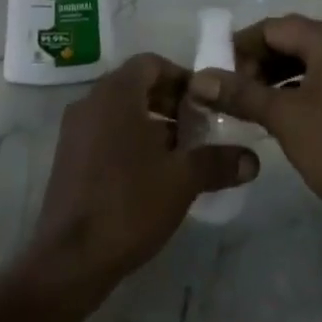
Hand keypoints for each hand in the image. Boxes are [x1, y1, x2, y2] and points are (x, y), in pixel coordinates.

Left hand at [32, 53, 259, 285]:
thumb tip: (253, 159)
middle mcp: (90, 102)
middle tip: (199, 129)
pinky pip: (105, 132)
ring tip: (181, 155)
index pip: (151, 64)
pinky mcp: (68, 157)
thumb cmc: (129, 204)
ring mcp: (74, 130)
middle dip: (170, 102)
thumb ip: (218, 162)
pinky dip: (130, 140)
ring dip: (152, 123)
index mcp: (115, 94)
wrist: (71, 258)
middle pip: (136, 85)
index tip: (206, 103)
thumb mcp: (183, 180)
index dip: (182, 78)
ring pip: (120, 111)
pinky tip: (152, 174)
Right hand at [188, 16, 321, 252]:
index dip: (239, 46)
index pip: (274, 27)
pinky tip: (274, 118)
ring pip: (306, 65)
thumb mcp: (284, 118)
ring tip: (243, 106)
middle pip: (291, 42)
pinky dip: (294, 94)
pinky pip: (321, 85)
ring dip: (273, 80)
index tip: (213, 72)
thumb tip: (198, 79)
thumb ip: (240, 93)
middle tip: (226, 91)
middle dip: (255, 63)